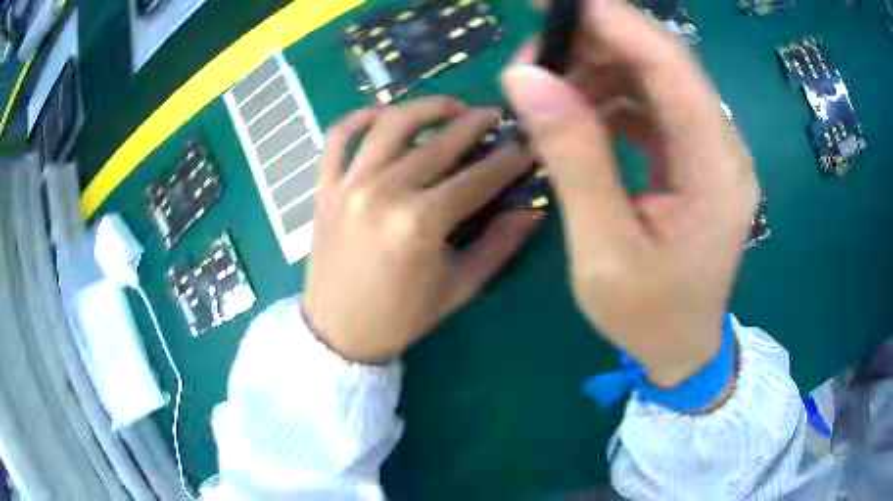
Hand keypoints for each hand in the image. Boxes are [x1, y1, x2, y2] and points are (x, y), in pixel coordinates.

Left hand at [304, 97, 541, 363]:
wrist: (338, 332)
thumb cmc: (402, 316)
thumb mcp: (459, 287)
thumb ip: (499, 245)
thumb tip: (533, 209)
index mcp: (420, 224)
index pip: (478, 178)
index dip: (509, 159)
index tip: (527, 144)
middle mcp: (383, 192)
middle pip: (440, 143)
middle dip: (477, 124)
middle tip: (496, 117)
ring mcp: (349, 184)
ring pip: (390, 124)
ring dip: (427, 107)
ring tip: (451, 107)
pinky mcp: (325, 186)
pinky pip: (338, 136)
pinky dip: (360, 116)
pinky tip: (385, 114)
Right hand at [502, 0, 758, 386]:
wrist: (683, 347)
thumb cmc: (648, 316)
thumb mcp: (603, 251)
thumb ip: (574, 160)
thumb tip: (527, 79)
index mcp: (717, 170)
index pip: (672, 67)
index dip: (616, 23)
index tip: (556, 5)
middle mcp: (724, 147)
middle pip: (665, 62)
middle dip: (599, 42)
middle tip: (535, 54)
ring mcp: (713, 150)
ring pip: (657, 77)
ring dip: (600, 67)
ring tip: (549, 85)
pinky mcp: (696, 156)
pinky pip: (654, 104)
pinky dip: (612, 95)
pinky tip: (580, 112)